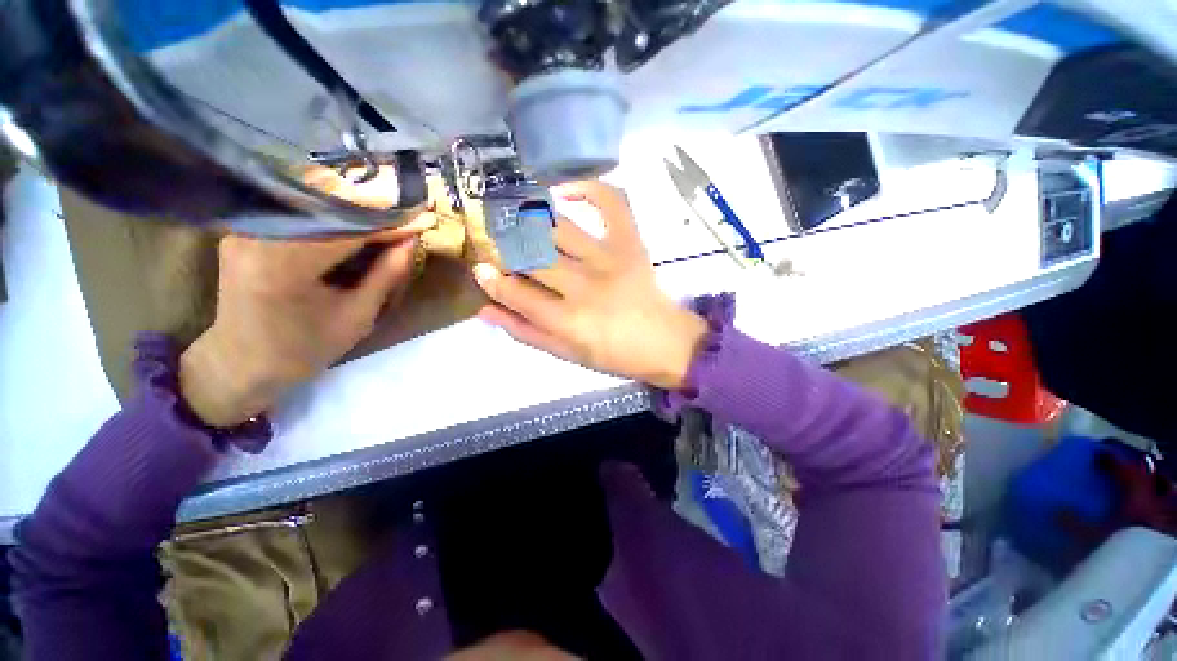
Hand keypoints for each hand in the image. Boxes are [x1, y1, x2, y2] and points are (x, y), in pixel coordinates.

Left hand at [179, 217, 431, 426]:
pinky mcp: (244, 230)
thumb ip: (386, 275)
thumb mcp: (357, 317)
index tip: (425, 218)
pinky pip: (296, 212)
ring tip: (388, 210)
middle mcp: (258, 237)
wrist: (242, 363)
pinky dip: (330, 213)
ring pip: (310, 203)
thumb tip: (410, 240)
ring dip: (353, 204)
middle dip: (373, 205)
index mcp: (285, 265)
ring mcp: (246, 230)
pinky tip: (354, 216)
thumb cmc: (305, 349)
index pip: (348, 229)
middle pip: (326, 205)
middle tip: (409, 208)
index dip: (390, 222)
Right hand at [473, 181, 706, 389]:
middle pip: (533, 257)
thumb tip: (485, 308)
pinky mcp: (630, 242)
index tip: (481, 270)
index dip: (494, 281)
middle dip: (507, 250)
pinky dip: (587, 186)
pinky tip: (563, 191)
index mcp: (569, 320)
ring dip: (530, 221)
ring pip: (558, 229)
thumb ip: (525, 331)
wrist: (664, 341)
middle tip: (499, 248)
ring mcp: (610, 258)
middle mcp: (586, 285)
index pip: (518, 294)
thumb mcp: (565, 354)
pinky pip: (610, 201)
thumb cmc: (613, 354)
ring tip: (517, 220)